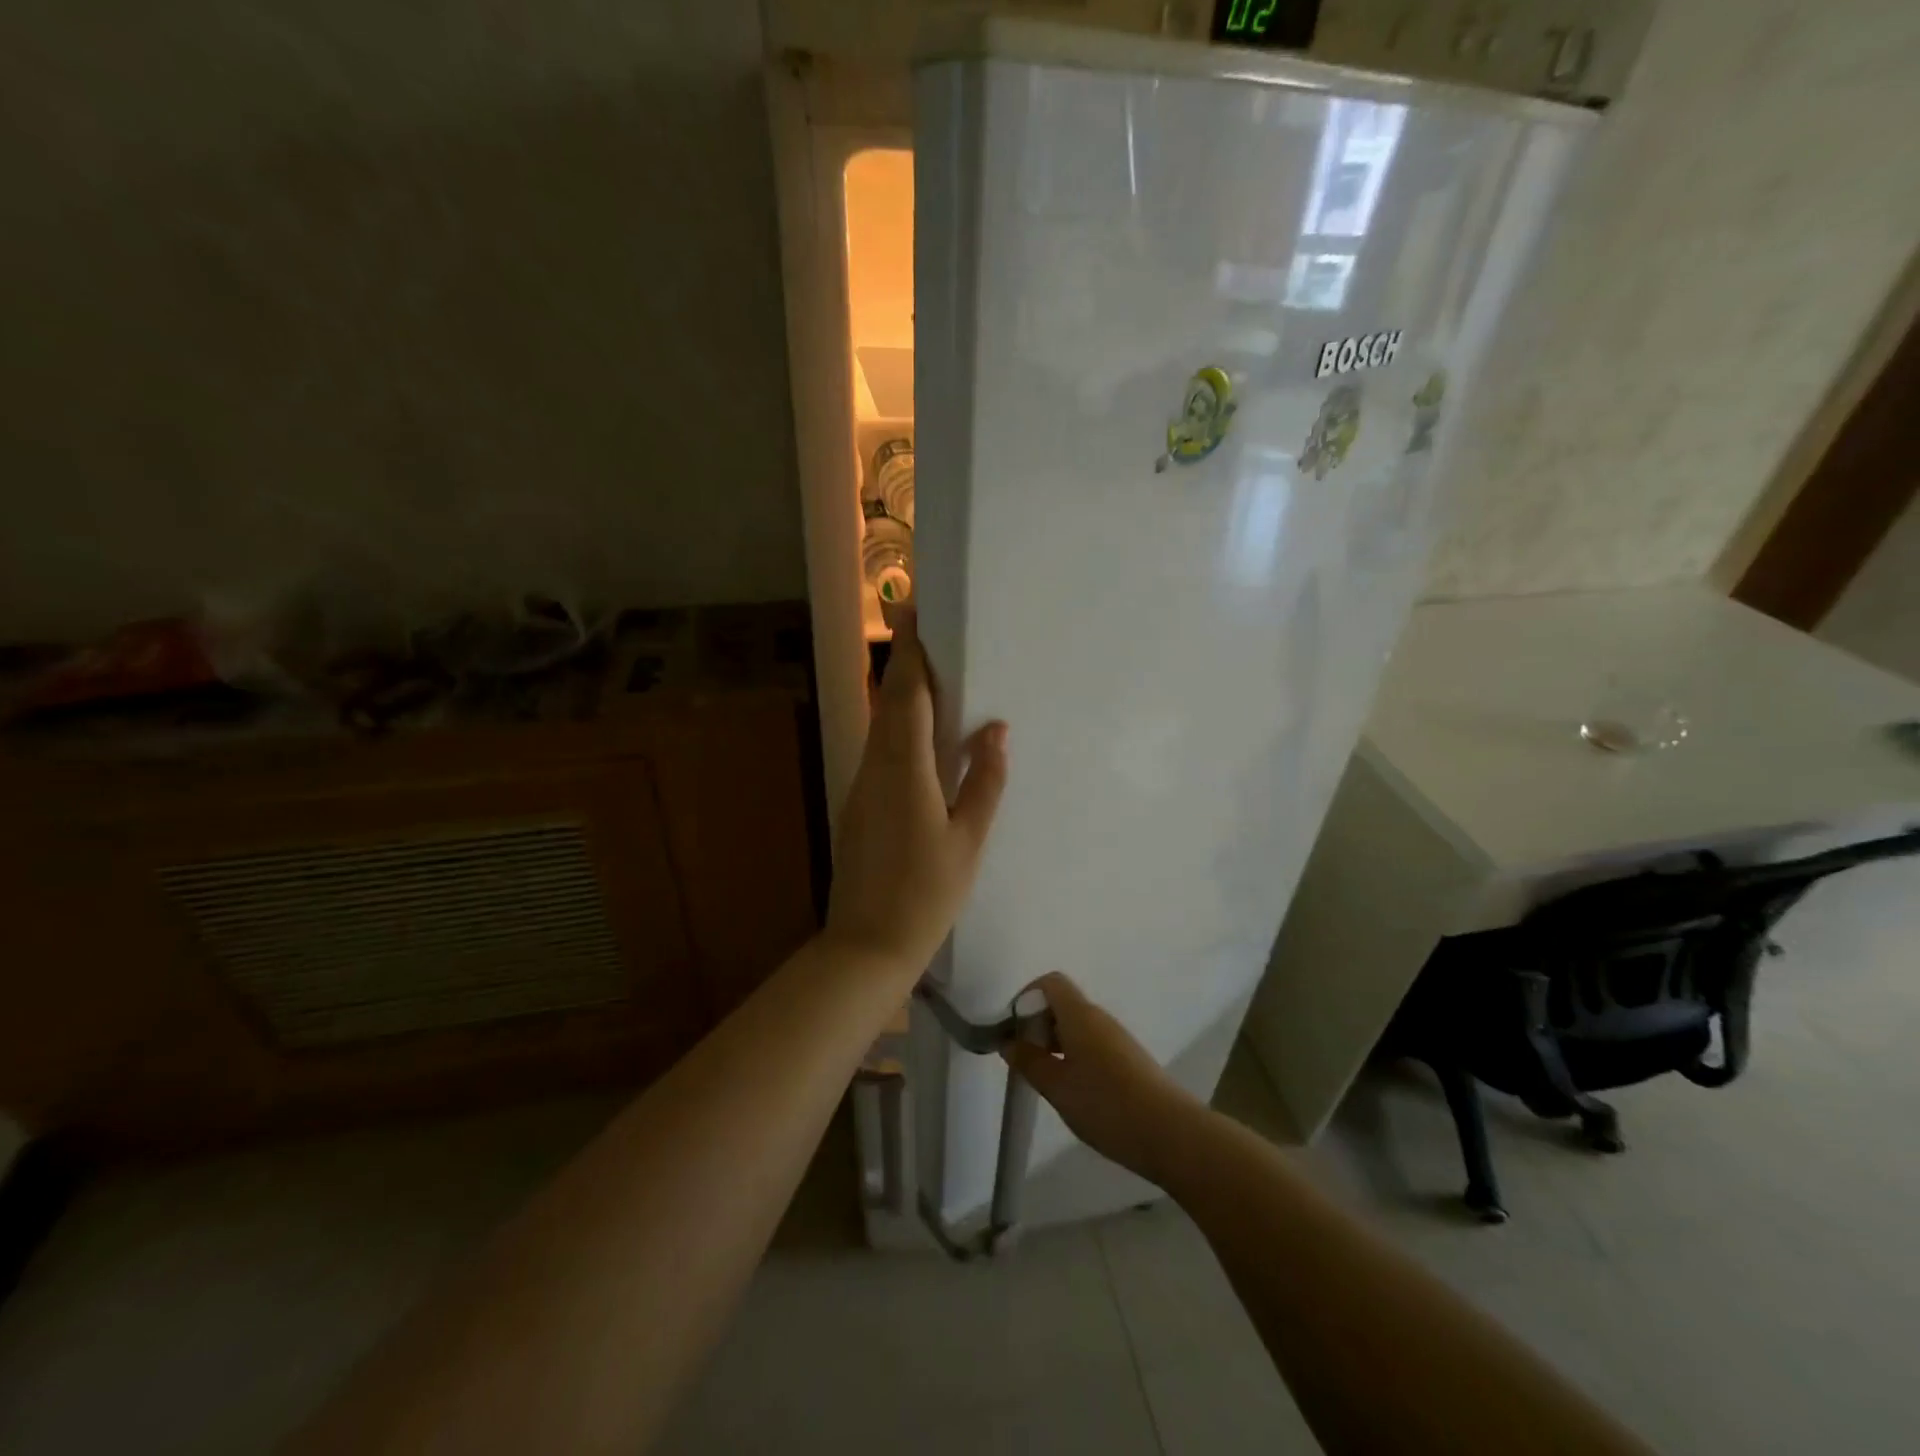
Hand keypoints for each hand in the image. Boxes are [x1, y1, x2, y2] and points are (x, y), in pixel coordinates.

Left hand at [824, 609, 1007, 974]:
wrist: (868, 943)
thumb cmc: (927, 893)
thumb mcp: (968, 839)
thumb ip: (985, 782)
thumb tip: (996, 732)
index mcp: (905, 770)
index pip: (906, 697)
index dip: (911, 654)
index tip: (912, 614)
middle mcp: (876, 768)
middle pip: (887, 703)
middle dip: (903, 664)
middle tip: (921, 631)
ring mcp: (862, 787)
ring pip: (879, 727)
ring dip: (899, 696)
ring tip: (927, 674)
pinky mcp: (859, 806)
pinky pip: (879, 752)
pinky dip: (896, 729)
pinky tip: (917, 735)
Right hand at [1002, 972, 1205, 1185]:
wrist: (1171, 1133)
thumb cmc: (1106, 1105)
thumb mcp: (1057, 1087)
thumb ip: (1029, 1062)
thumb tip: (1009, 1042)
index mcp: (1080, 1014)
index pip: (1050, 983)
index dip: (1027, 998)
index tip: (1013, 1030)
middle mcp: (1100, 1018)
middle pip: (1063, 1004)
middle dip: (1038, 1025)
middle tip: (1024, 1059)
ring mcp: (1117, 1039)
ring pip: (1078, 1026)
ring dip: (1056, 1043)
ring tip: (1045, 1078)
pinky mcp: (1129, 1059)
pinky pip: (1093, 1044)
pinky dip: (1075, 1056)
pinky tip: (1074, 1090)